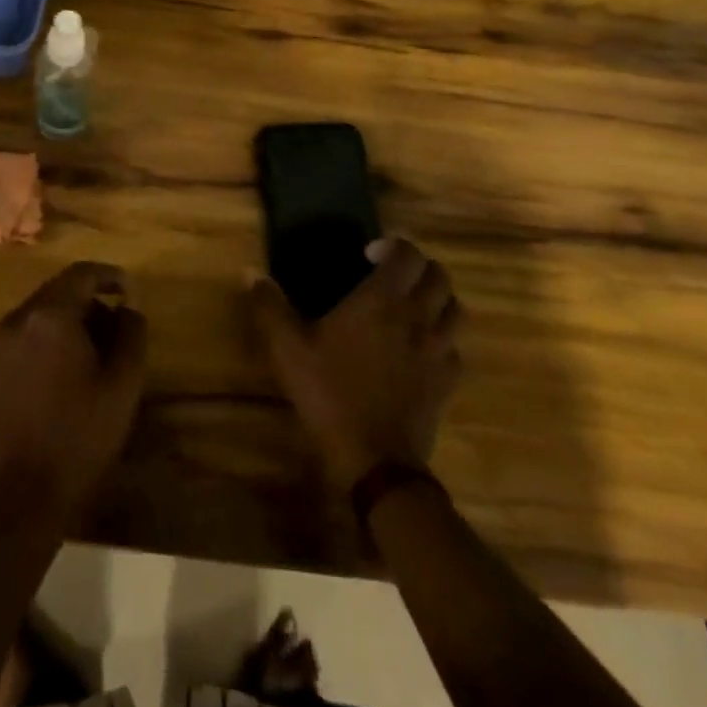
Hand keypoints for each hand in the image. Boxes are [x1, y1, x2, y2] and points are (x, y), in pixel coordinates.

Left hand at [0, 262, 147, 518]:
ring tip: (96, 351)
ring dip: (70, 320)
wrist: (23, 494)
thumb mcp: (123, 384)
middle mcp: (19, 318)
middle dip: (91, 300)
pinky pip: (27, 335)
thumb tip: (128, 309)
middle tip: (118, 326)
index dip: (109, 276)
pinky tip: (68, 370)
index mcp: (50, 315)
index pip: (82, 274)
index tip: (130, 291)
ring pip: (42, 313)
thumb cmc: (80, 435)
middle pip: (60, 290)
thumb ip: (131, 333)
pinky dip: (50, 338)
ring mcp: (0, 343)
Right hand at [248, 237, 462, 489]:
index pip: (408, 254)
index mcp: (382, 300)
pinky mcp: (448, 381)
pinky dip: (443, 338)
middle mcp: (418, 317)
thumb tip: (252, 274)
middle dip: (418, 267)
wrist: (375, 461)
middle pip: (438, 275)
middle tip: (392, 276)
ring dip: (437, 299)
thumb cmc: (330, 394)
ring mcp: (439, 350)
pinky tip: (421, 349)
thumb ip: (270, 307)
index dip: (393, 246)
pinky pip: (455, 347)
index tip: (368, 255)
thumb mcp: (288, 349)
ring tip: (412, 307)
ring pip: (455, 308)